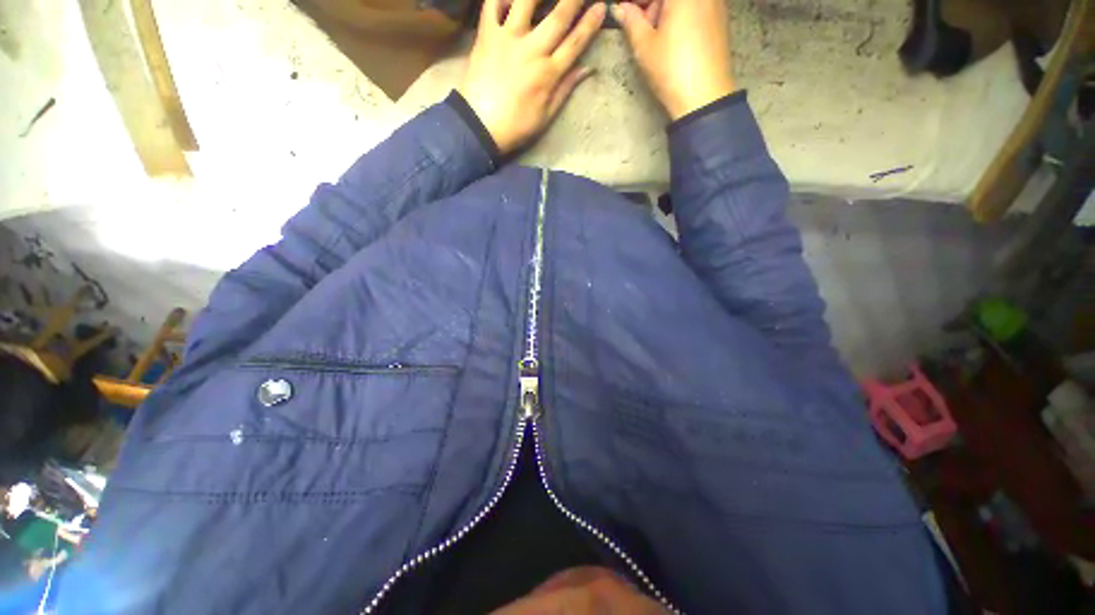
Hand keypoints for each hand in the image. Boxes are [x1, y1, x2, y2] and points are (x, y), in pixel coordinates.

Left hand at [460, 0, 605, 154]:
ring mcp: (508, 39)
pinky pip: (493, 3)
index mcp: (548, 74)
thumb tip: (588, 68)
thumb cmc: (516, 126)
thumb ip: (566, 89)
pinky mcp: (486, 34)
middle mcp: (532, 51)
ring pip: (527, 1)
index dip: (590, 24)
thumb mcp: (546, 116)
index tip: (601, 7)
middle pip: (558, 16)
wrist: (480, 126)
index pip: (575, 43)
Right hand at [613, 0, 736, 120]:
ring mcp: (715, 3)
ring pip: (682, 2)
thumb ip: (631, 21)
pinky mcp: (720, 19)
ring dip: (664, 10)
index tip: (624, 10)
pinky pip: (696, 7)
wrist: (704, 96)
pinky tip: (671, 37)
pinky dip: (680, 15)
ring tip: (654, 35)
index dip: (636, 1)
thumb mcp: (644, 46)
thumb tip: (620, 9)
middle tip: (637, 24)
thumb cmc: (672, 69)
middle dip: (651, 5)